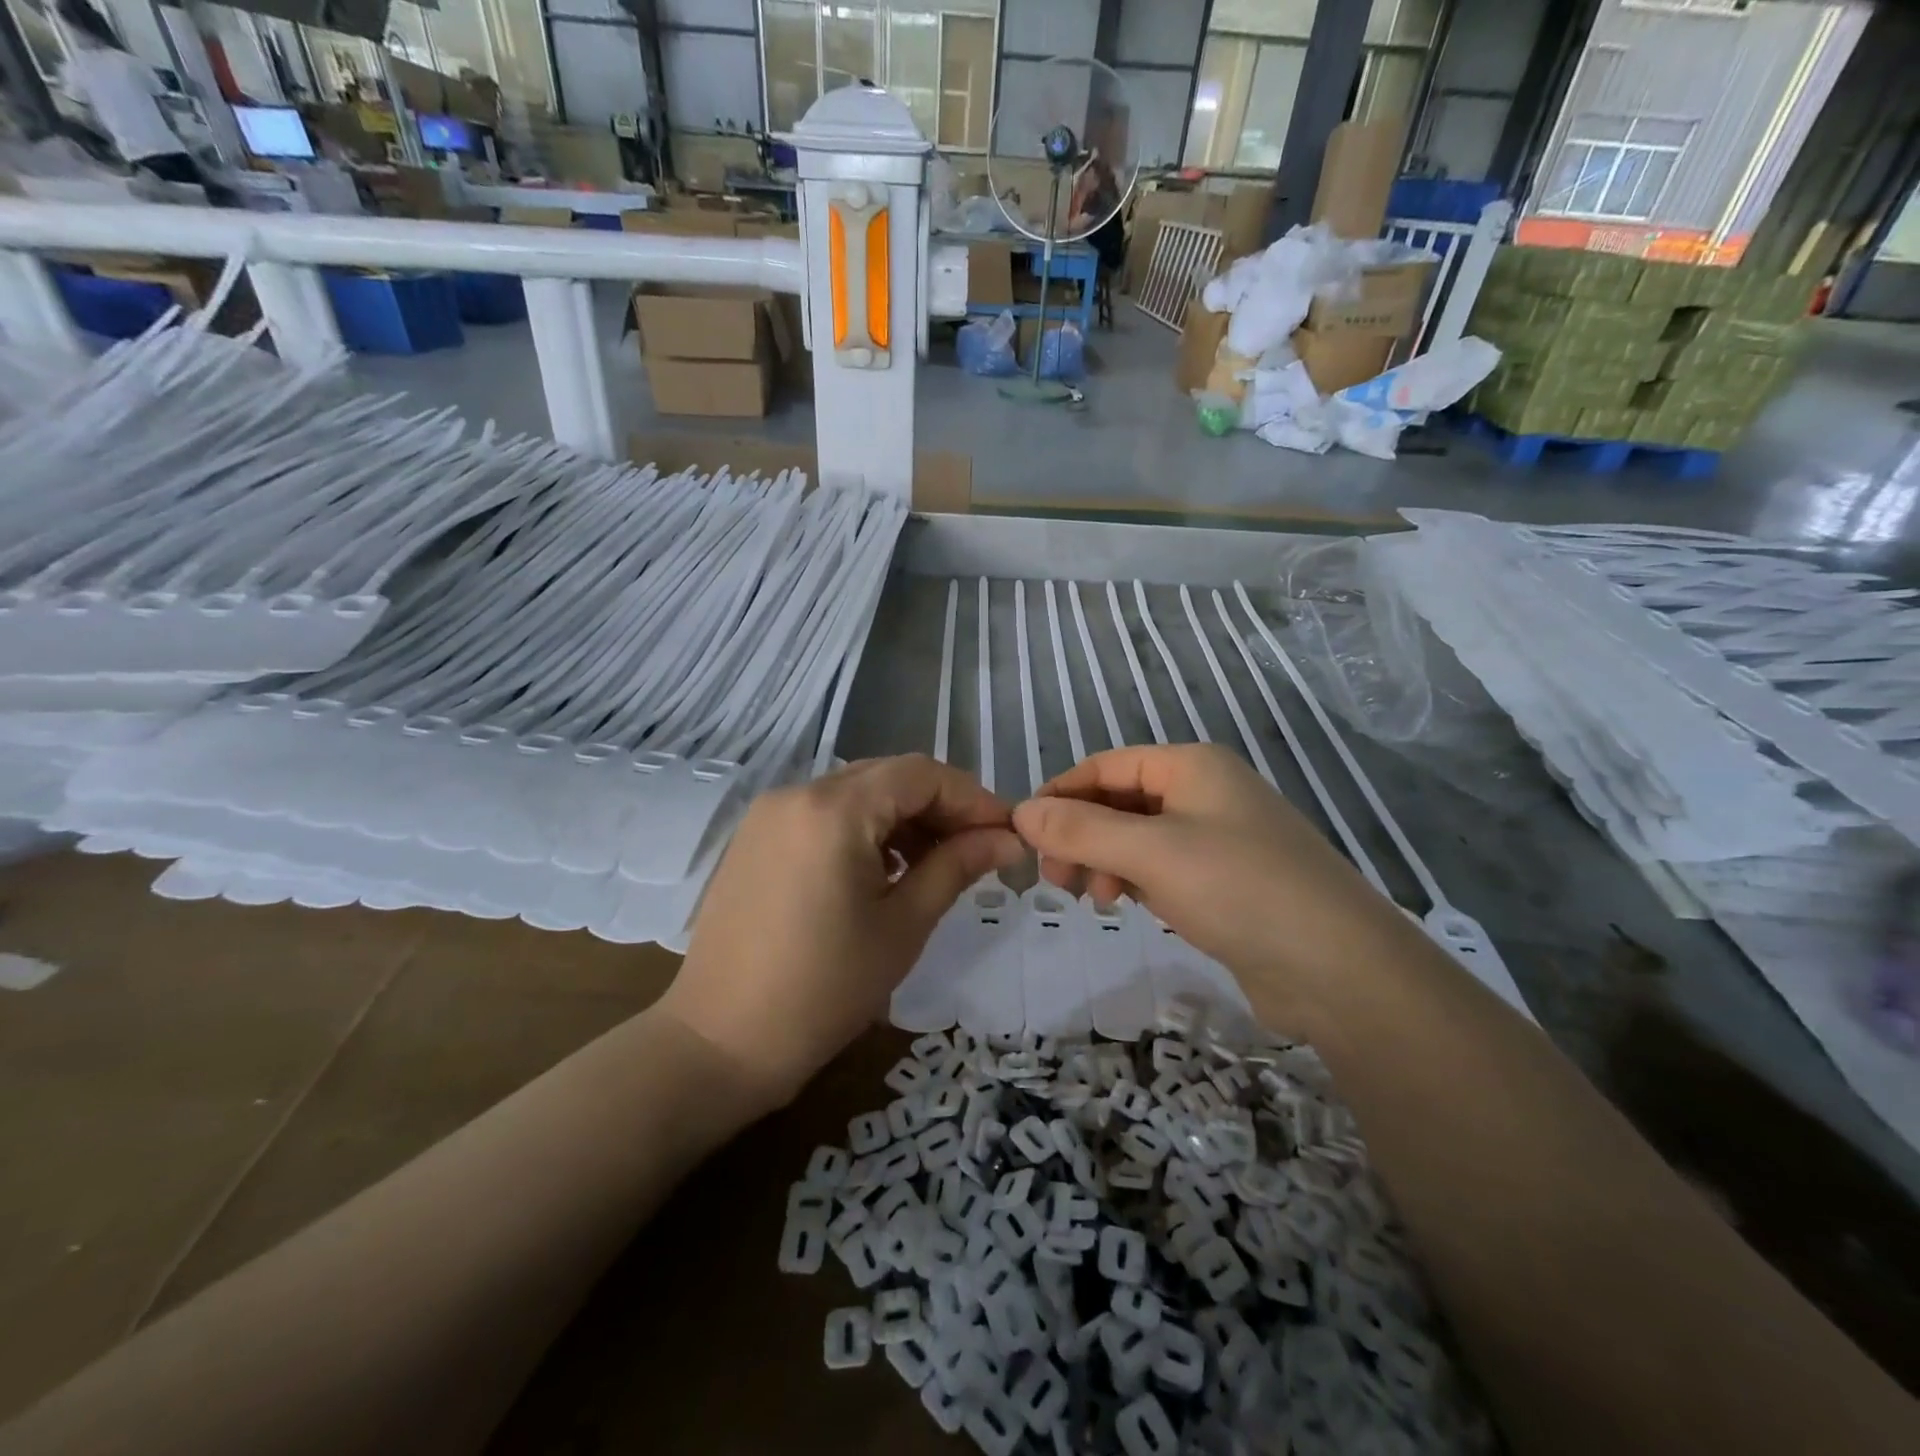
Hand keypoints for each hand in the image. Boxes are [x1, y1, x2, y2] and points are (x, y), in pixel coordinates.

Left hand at [666, 755, 1021, 1107]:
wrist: (721, 1043)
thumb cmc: (824, 989)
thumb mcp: (902, 925)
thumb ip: (956, 866)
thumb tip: (1007, 839)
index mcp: (834, 809)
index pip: (921, 774)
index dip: (972, 797)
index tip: (1006, 833)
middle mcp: (797, 792)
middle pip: (888, 777)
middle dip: (940, 806)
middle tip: (978, 850)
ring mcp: (770, 813)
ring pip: (857, 792)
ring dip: (903, 817)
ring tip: (935, 865)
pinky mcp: (756, 837)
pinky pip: (824, 813)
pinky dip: (864, 829)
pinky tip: (884, 870)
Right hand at [1012, 744, 1405, 1033]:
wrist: (1340, 969)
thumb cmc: (1239, 889)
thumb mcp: (1151, 853)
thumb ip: (1081, 830)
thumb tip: (1020, 812)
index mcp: (1192, 767)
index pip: (1106, 766)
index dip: (1061, 794)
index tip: (1025, 834)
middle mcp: (1206, 793)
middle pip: (1121, 802)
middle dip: (1082, 835)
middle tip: (1056, 878)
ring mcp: (1220, 838)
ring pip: (1140, 838)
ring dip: (1106, 860)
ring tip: (1095, 897)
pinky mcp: (1227, 882)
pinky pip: (1164, 868)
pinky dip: (1137, 881)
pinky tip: (1129, 906)